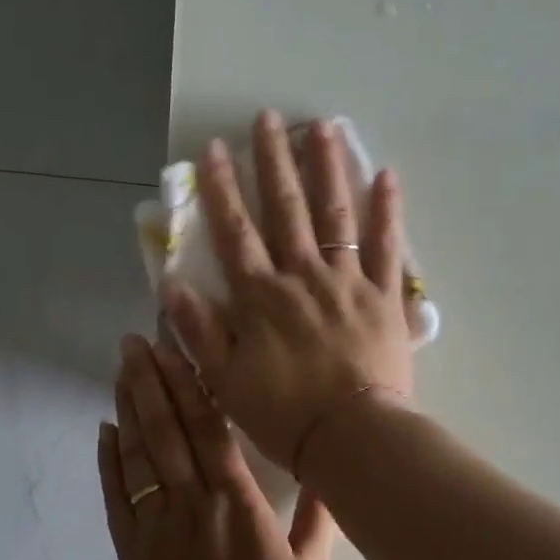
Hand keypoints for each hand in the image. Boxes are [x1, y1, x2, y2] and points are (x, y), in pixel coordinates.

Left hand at [98, 334, 335, 559]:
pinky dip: (109, 461)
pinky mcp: (132, 553)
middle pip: (166, 431)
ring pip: (139, 456)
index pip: (208, 429)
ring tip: (120, 371)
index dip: (188, 384)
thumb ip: (316, 516)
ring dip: (128, 409)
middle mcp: (192, 504)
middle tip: (134, 342)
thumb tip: (326, 468)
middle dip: (149, 381)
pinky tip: (105, 431)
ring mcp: (156, 528)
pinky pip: (116, 498)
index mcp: (237, 503)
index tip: (172, 349)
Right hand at [160, 111, 414, 472]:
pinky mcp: (385, 296)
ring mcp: (348, 282)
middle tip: (269, 118)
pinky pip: (388, 247)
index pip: (236, 231)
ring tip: (322, 127)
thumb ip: (199, 330)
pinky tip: (386, 176)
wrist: (353, 441)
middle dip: (274, 160)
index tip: (213, 148)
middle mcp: (303, 276)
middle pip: (286, 209)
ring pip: (335, 215)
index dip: (221, 188)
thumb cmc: (284, 416)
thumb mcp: (225, 381)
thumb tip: (171, 283)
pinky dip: (387, 211)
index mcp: (261, 296)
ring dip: (326, 169)